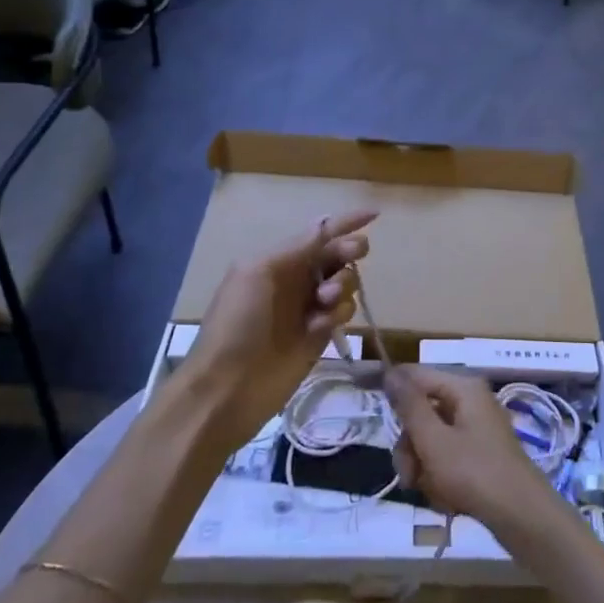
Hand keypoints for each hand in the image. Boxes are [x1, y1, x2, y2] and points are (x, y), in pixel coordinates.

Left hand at [179, 211, 374, 451]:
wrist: (228, 388)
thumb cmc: (238, 323)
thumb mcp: (259, 273)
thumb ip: (296, 248)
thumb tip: (325, 223)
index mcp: (279, 260)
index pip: (319, 234)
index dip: (346, 222)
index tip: (375, 214)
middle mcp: (296, 280)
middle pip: (338, 255)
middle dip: (349, 251)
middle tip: (352, 255)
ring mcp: (310, 308)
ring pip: (346, 283)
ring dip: (343, 285)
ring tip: (324, 302)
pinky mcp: (320, 335)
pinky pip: (344, 313)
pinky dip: (338, 314)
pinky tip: (320, 327)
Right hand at [386, 366, 559, 534]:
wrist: (523, 516)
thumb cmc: (475, 473)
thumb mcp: (433, 439)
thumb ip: (409, 405)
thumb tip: (390, 371)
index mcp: (463, 388)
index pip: (416, 375)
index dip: (391, 388)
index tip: (365, 401)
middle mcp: (470, 402)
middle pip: (421, 412)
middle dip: (410, 447)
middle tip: (410, 475)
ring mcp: (476, 429)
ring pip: (430, 440)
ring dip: (423, 467)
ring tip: (430, 491)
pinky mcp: (479, 455)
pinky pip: (446, 458)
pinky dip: (440, 477)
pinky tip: (446, 499)